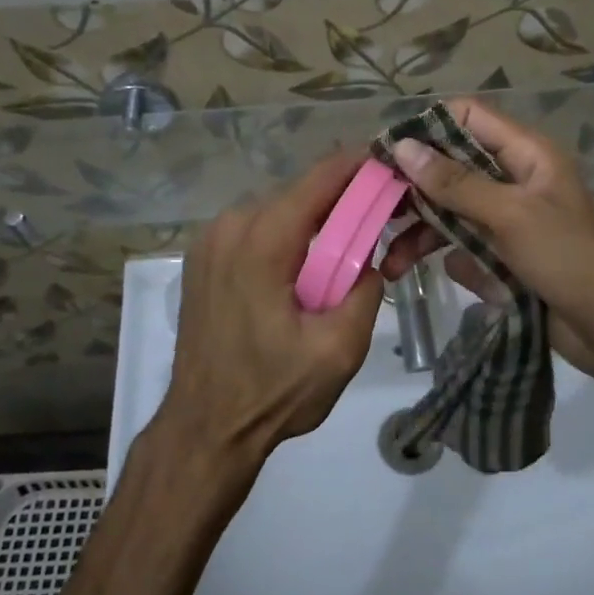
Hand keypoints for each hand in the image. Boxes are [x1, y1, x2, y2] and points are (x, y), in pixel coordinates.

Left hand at [157, 151, 382, 468]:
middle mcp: (230, 227)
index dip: (359, 165)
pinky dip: (284, 235)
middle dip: (340, 201)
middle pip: (299, 193)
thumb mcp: (339, 351)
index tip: (391, 166)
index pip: (319, 179)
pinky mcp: (202, 259)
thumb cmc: (272, 392)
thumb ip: (366, 293)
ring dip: (312, 221)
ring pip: (276, 209)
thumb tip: (370, 262)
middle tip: (378, 221)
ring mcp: (209, 241)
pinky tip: (302, 266)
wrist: (204, 429)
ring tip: (343, 250)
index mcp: (262, 242)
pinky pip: (254, 228)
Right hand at [378, 100, 593, 388]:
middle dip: (414, 188)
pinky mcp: (502, 252)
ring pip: (451, 209)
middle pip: (452, 166)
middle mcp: (514, 179)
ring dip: (420, 231)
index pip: (468, 118)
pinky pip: (462, 243)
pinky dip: (443, 255)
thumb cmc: (567, 259)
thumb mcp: (510, 215)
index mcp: (526, 154)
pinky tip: (421, 274)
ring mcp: (507, 217)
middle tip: (375, 208)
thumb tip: (402, 146)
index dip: (427, 128)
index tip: (384, 151)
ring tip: (391, 260)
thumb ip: (456, 183)